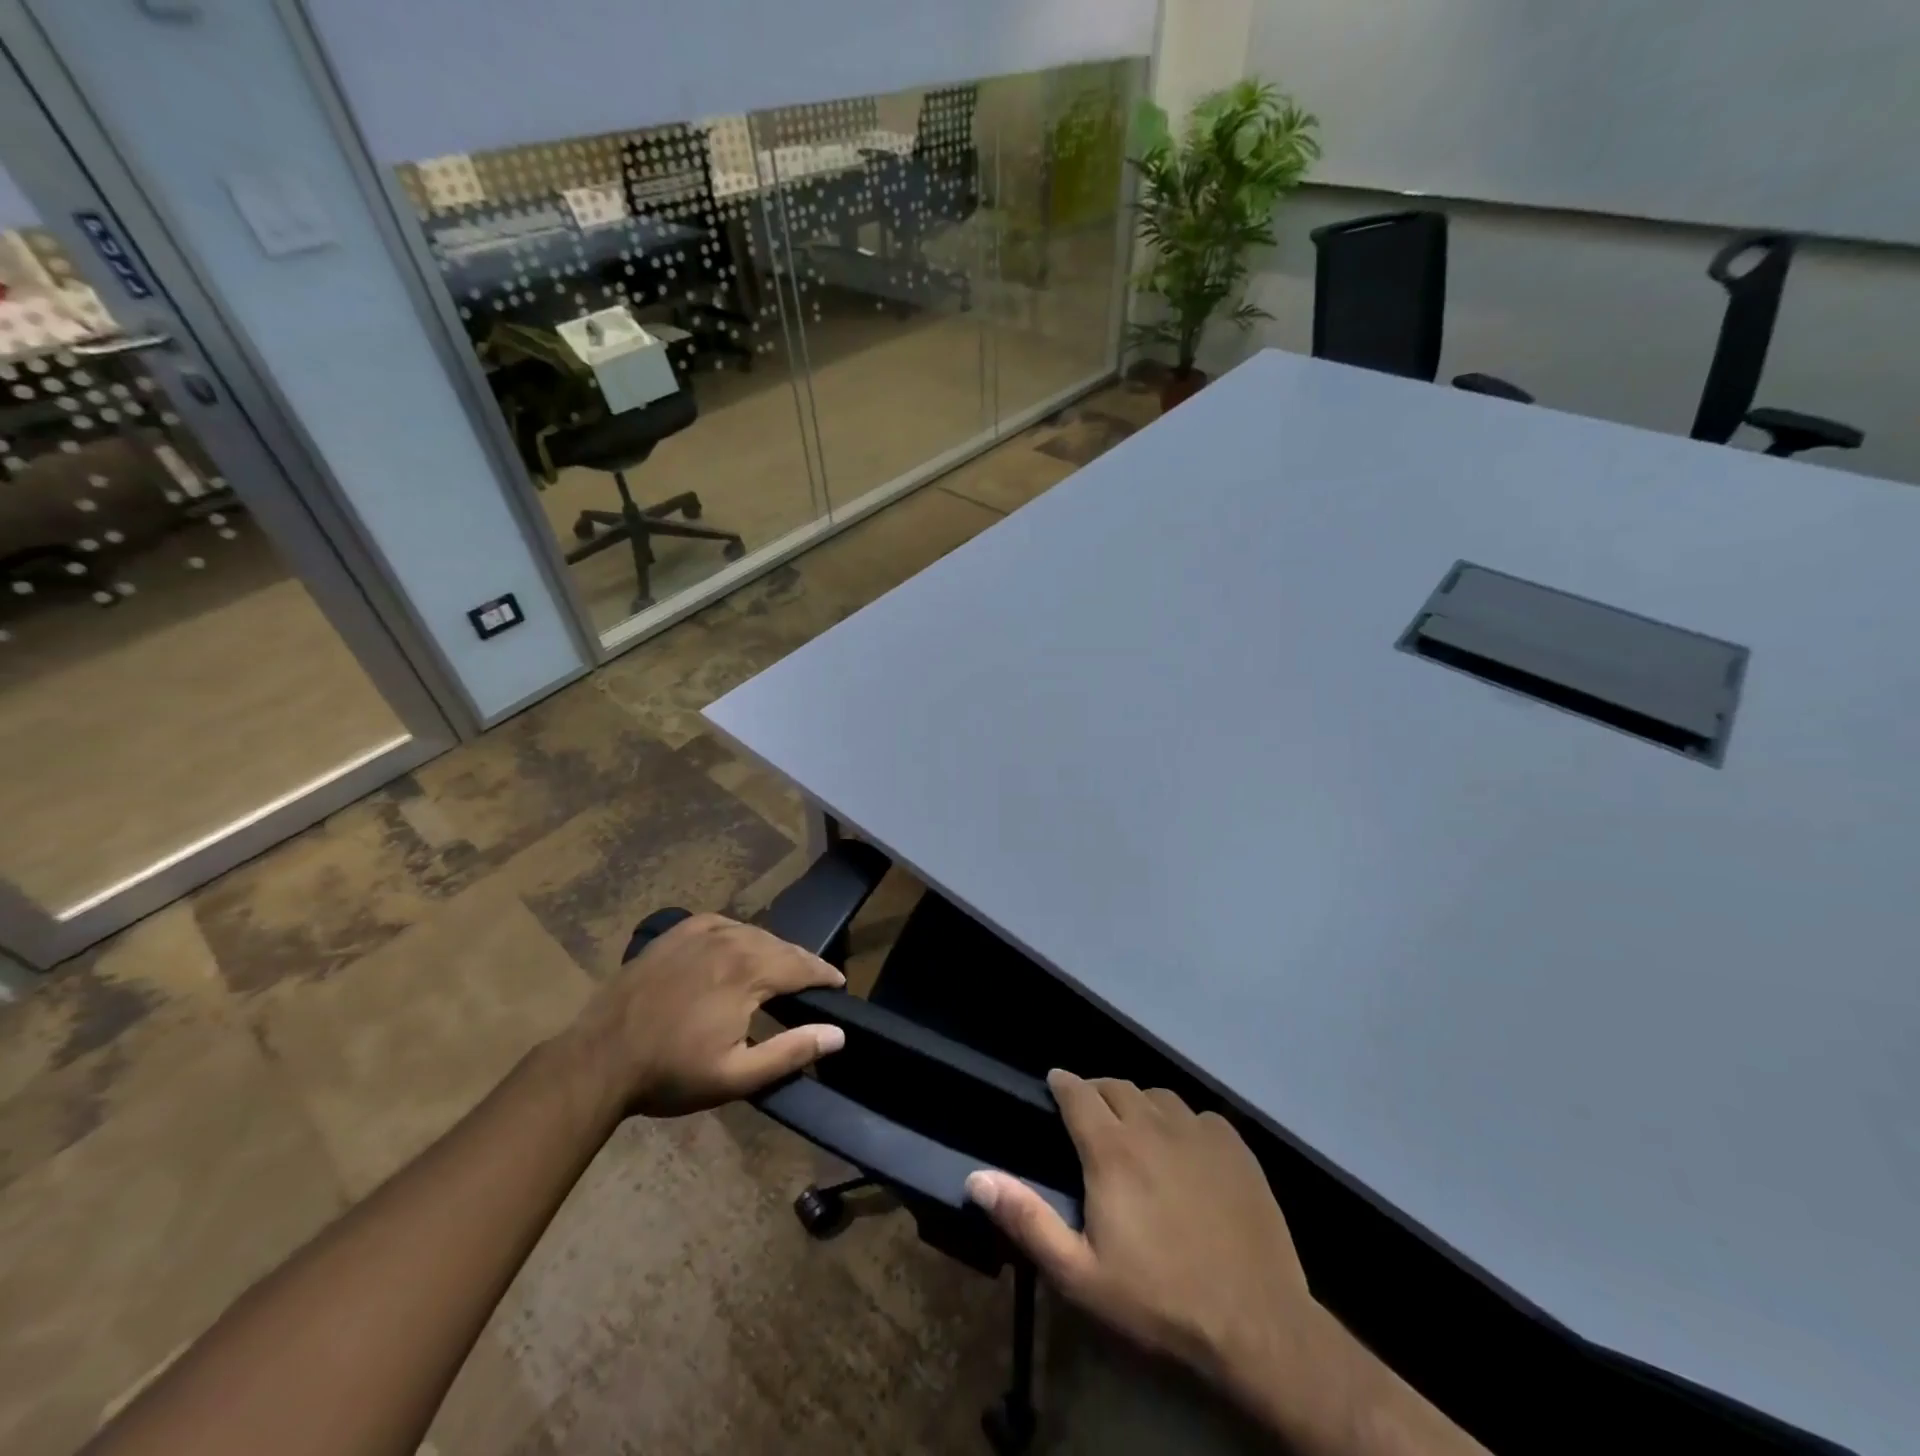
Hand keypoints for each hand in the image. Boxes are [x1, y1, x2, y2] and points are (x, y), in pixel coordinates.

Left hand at [565, 912, 846, 1118]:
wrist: (599, 1058)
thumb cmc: (670, 1072)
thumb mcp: (736, 1076)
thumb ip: (791, 1052)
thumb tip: (837, 1034)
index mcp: (749, 972)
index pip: (802, 966)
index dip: (825, 974)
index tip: (839, 984)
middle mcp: (730, 941)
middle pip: (780, 946)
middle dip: (802, 962)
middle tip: (815, 979)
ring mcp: (699, 933)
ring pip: (752, 933)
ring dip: (773, 949)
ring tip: (781, 967)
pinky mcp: (675, 933)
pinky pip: (721, 924)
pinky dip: (739, 935)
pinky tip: (738, 946)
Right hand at [966, 1072, 1314, 1387]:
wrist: (1257, 1326)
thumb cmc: (1159, 1302)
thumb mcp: (1081, 1275)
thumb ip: (1027, 1220)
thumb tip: (977, 1177)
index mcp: (1111, 1149)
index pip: (1078, 1091)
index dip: (1062, 1083)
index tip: (1054, 1085)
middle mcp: (1152, 1124)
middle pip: (1116, 1085)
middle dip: (1097, 1092)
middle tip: (1090, 1118)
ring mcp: (1198, 1131)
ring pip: (1157, 1096)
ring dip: (1139, 1105)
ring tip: (1136, 1132)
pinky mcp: (1235, 1146)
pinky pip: (1198, 1115)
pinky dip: (1181, 1122)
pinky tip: (1184, 1151)